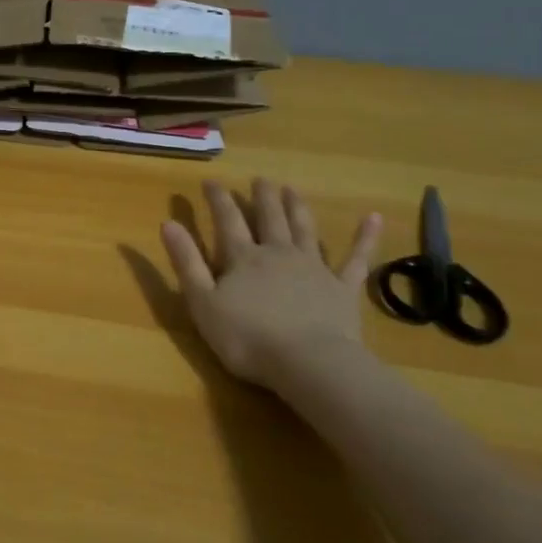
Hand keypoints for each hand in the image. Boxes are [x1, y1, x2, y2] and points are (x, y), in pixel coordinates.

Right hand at [160, 178, 381, 389]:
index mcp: (243, 258)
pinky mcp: (343, 288)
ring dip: (297, 207)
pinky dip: (365, 238)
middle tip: (259, 179)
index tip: (211, 181)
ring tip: (292, 189)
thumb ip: (186, 262)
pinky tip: (373, 218)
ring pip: (304, 229)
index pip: (227, 221)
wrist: (308, 363)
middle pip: (269, 218)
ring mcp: (314, 269)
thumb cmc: (247, 338)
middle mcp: (278, 254)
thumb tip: (168, 223)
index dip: (218, 200)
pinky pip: (356, 259)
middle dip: (262, 197)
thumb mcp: (202, 302)